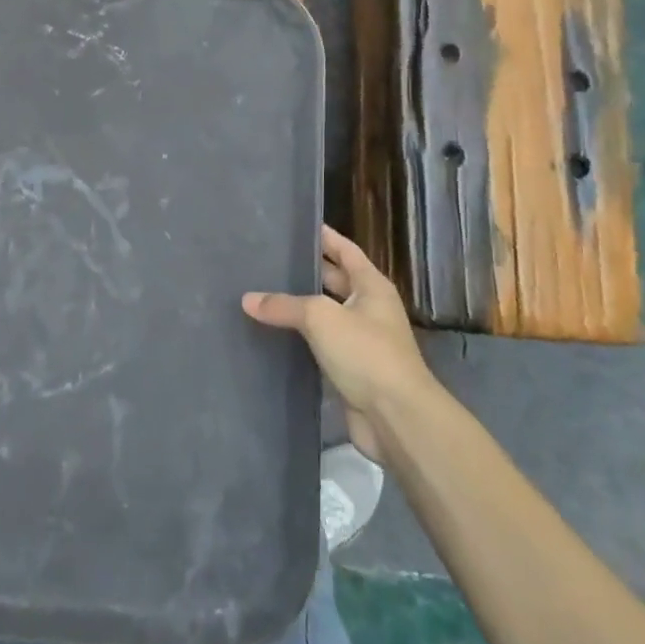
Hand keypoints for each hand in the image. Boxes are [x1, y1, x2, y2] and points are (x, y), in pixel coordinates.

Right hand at [244, 225, 433, 462]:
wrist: (396, 418)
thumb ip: (283, 305)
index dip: (324, 237)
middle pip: (334, 282)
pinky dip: (299, 340)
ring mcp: (360, 342)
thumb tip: (247, 300)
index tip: (297, 225)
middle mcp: (369, 309)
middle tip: (268, 260)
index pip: (345, 250)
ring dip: (298, 308)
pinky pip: (319, 346)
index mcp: (372, 287)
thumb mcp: (321, 318)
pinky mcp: (350, 371)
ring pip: (324, 316)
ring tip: (261, 294)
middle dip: (306, 271)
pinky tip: (270, 335)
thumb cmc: (366, 353)